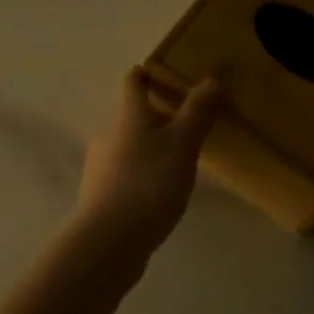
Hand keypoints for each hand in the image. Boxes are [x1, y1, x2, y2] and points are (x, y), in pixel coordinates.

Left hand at [73, 68, 224, 260]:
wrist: (109, 241)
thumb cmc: (148, 184)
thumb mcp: (182, 145)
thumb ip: (198, 112)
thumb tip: (214, 78)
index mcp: (128, 118)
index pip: (133, 84)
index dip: (144, 74)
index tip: (157, 71)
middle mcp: (108, 136)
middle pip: (131, 117)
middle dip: (154, 116)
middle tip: (185, 123)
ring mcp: (100, 168)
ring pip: (127, 147)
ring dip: (149, 148)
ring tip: (177, 161)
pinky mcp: (100, 197)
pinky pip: (124, 175)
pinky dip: (142, 174)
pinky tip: (158, 193)